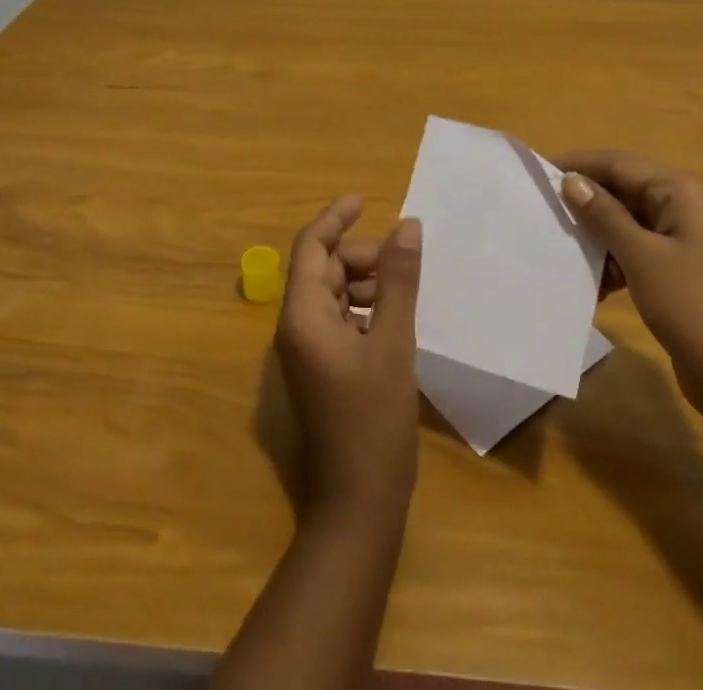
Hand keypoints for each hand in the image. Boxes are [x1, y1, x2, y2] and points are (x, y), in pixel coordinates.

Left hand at [276, 196, 423, 516]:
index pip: (310, 248)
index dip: (335, 218)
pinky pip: (339, 319)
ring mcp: (306, 351)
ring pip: (333, 293)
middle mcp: (296, 328)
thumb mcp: (393, 342)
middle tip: (402, 261)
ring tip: (402, 289)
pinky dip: (364, 307)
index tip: (364, 200)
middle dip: (360, 256)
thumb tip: (406, 225)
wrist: (359, 503)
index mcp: (303, 316)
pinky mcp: (321, 369)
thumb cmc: (374, 419)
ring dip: (365, 281)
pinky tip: (394, 317)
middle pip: (323, 269)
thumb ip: (398, 280)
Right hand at [555, 150, 702, 422]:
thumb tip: (570, 180)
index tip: (539, 171)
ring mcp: (686, 237)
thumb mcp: (642, 258)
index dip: (580, 164)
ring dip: (598, 234)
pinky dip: (615, 259)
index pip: (621, 164)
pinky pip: (639, 248)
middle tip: (543, 209)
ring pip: (629, 220)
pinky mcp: (681, 267)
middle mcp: (687, 204)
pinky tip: (591, 281)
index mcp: (683, 191)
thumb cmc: (693, 309)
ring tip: (560, 245)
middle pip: (625, 189)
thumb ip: (604, 215)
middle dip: (586, 201)